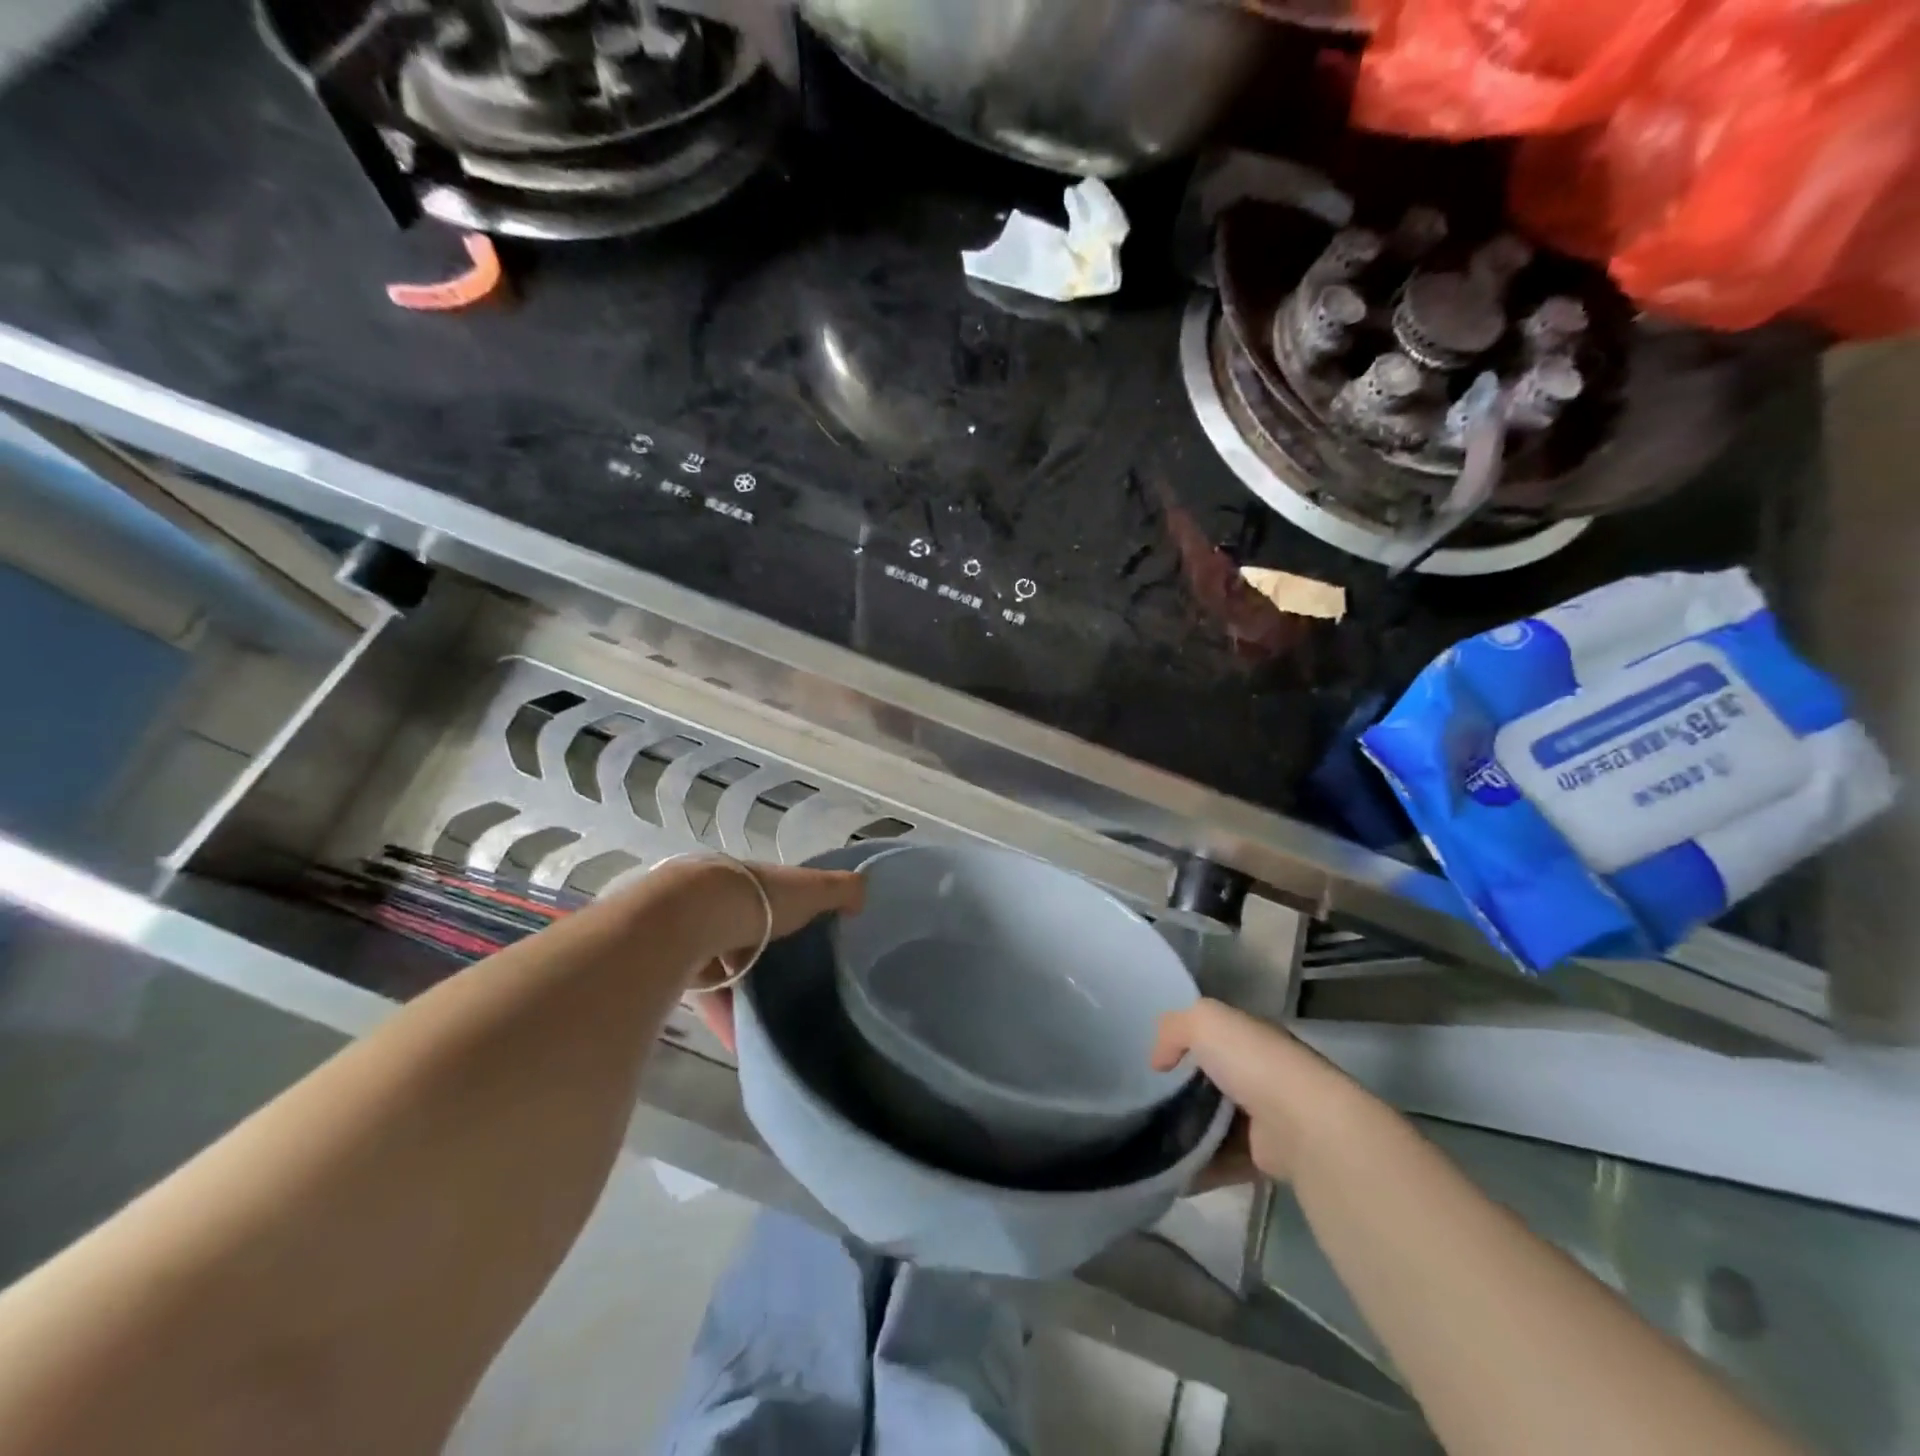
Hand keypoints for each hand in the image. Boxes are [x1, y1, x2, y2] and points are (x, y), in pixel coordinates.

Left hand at [671, 860, 865, 1053]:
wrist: (689, 917)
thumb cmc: (758, 899)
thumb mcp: (810, 889)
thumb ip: (840, 889)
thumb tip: (864, 893)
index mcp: (753, 883)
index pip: (775, 896)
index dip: (792, 912)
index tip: (811, 938)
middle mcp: (723, 904)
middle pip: (748, 931)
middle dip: (766, 956)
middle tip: (793, 984)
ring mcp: (697, 935)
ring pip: (725, 966)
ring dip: (743, 992)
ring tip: (771, 1020)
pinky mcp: (679, 969)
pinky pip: (707, 998)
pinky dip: (725, 1019)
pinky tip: (743, 1042)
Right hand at [1152, 999, 1353, 1184]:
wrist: (1303, 1125)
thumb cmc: (1253, 1062)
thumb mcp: (1204, 1021)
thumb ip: (1173, 1029)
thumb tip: (1159, 1062)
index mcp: (1252, 1037)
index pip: (1216, 1035)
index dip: (1186, 1043)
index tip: (1157, 1062)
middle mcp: (1262, 1073)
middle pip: (1214, 1080)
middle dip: (1183, 1092)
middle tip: (1149, 1103)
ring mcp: (1267, 1117)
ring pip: (1217, 1122)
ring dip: (1189, 1132)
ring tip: (1152, 1140)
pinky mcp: (1266, 1158)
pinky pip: (1224, 1160)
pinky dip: (1200, 1166)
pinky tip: (1172, 1170)